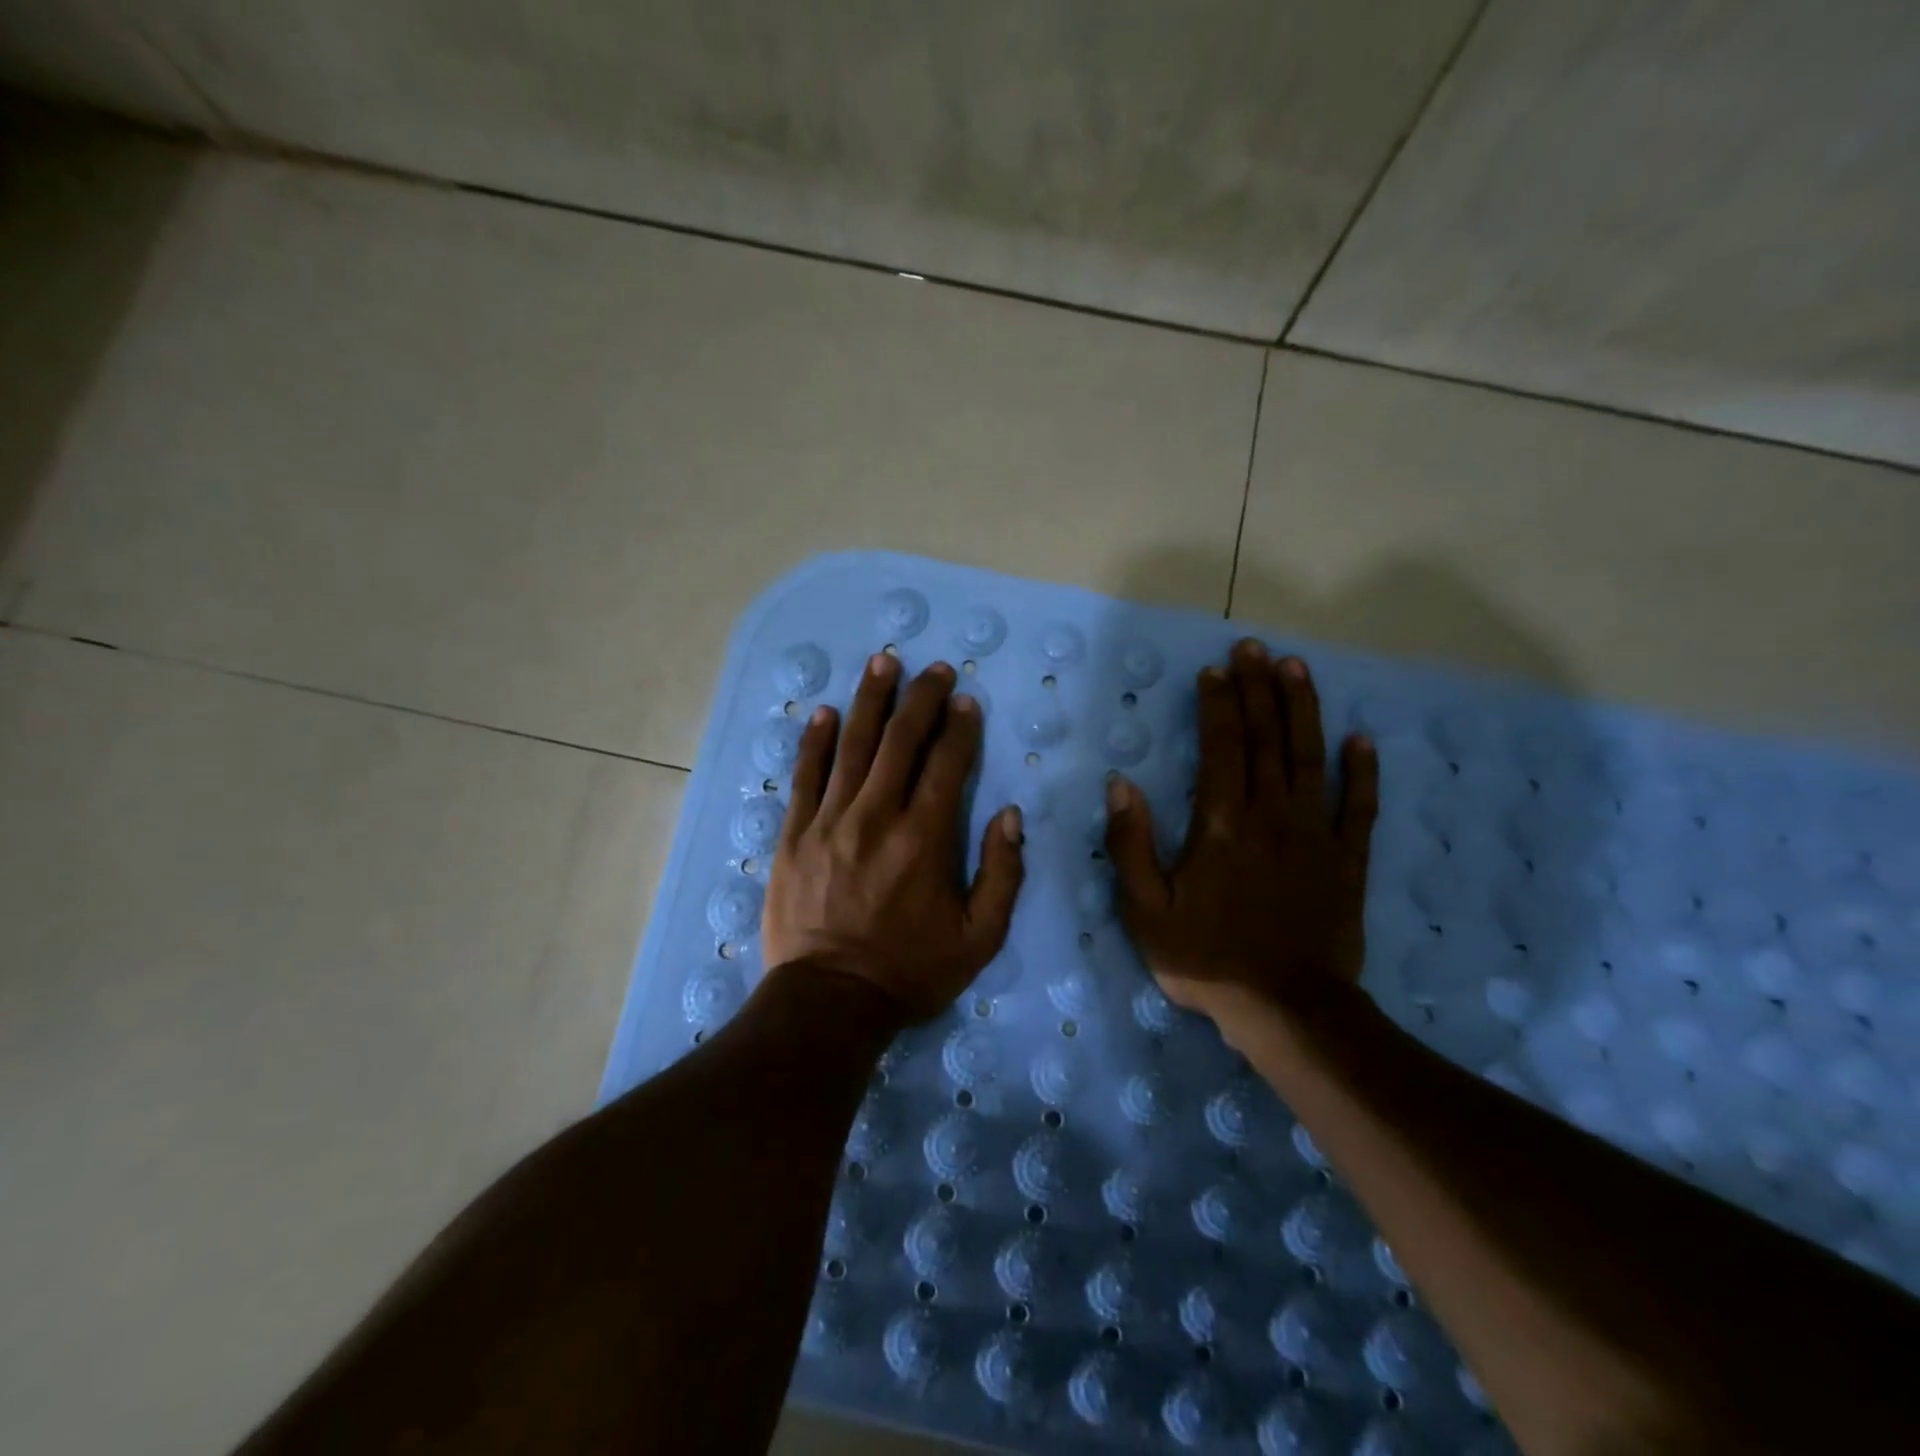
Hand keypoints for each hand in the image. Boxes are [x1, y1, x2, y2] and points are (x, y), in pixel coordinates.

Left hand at [762, 652, 1024, 1023]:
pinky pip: (806, 775)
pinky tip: (824, 712)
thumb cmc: (909, 971)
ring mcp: (829, 821)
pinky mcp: (794, 834)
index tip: (966, 700)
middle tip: (934, 668)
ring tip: (882, 663)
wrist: (829, 1001)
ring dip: (870, 700)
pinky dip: (816, 741)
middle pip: (900, 741)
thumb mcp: (979, 938)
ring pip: (852, 746)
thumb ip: (1002, 874)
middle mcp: (877, 816)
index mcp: (925, 839)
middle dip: (920, 698)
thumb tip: (1011, 815)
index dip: (959, 727)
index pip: (947, 764)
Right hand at [1104, 638, 1378, 1022]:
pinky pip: (1358, 805)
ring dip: (1303, 709)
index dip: (1218, 704)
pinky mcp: (1347, 860)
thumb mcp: (1145, 910)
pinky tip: (1361, 738)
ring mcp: (1315, 834)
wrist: (1288, 1009)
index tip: (1214, 670)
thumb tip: (1121, 785)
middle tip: (1254, 648)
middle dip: (1258, 689)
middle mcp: (1271, 815)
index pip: (1221, 746)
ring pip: (1309, 757)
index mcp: (1221, 823)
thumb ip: (1131, 845)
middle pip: (1266, 738)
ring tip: (1296, 668)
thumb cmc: (1207, 958)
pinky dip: (1361, 770)